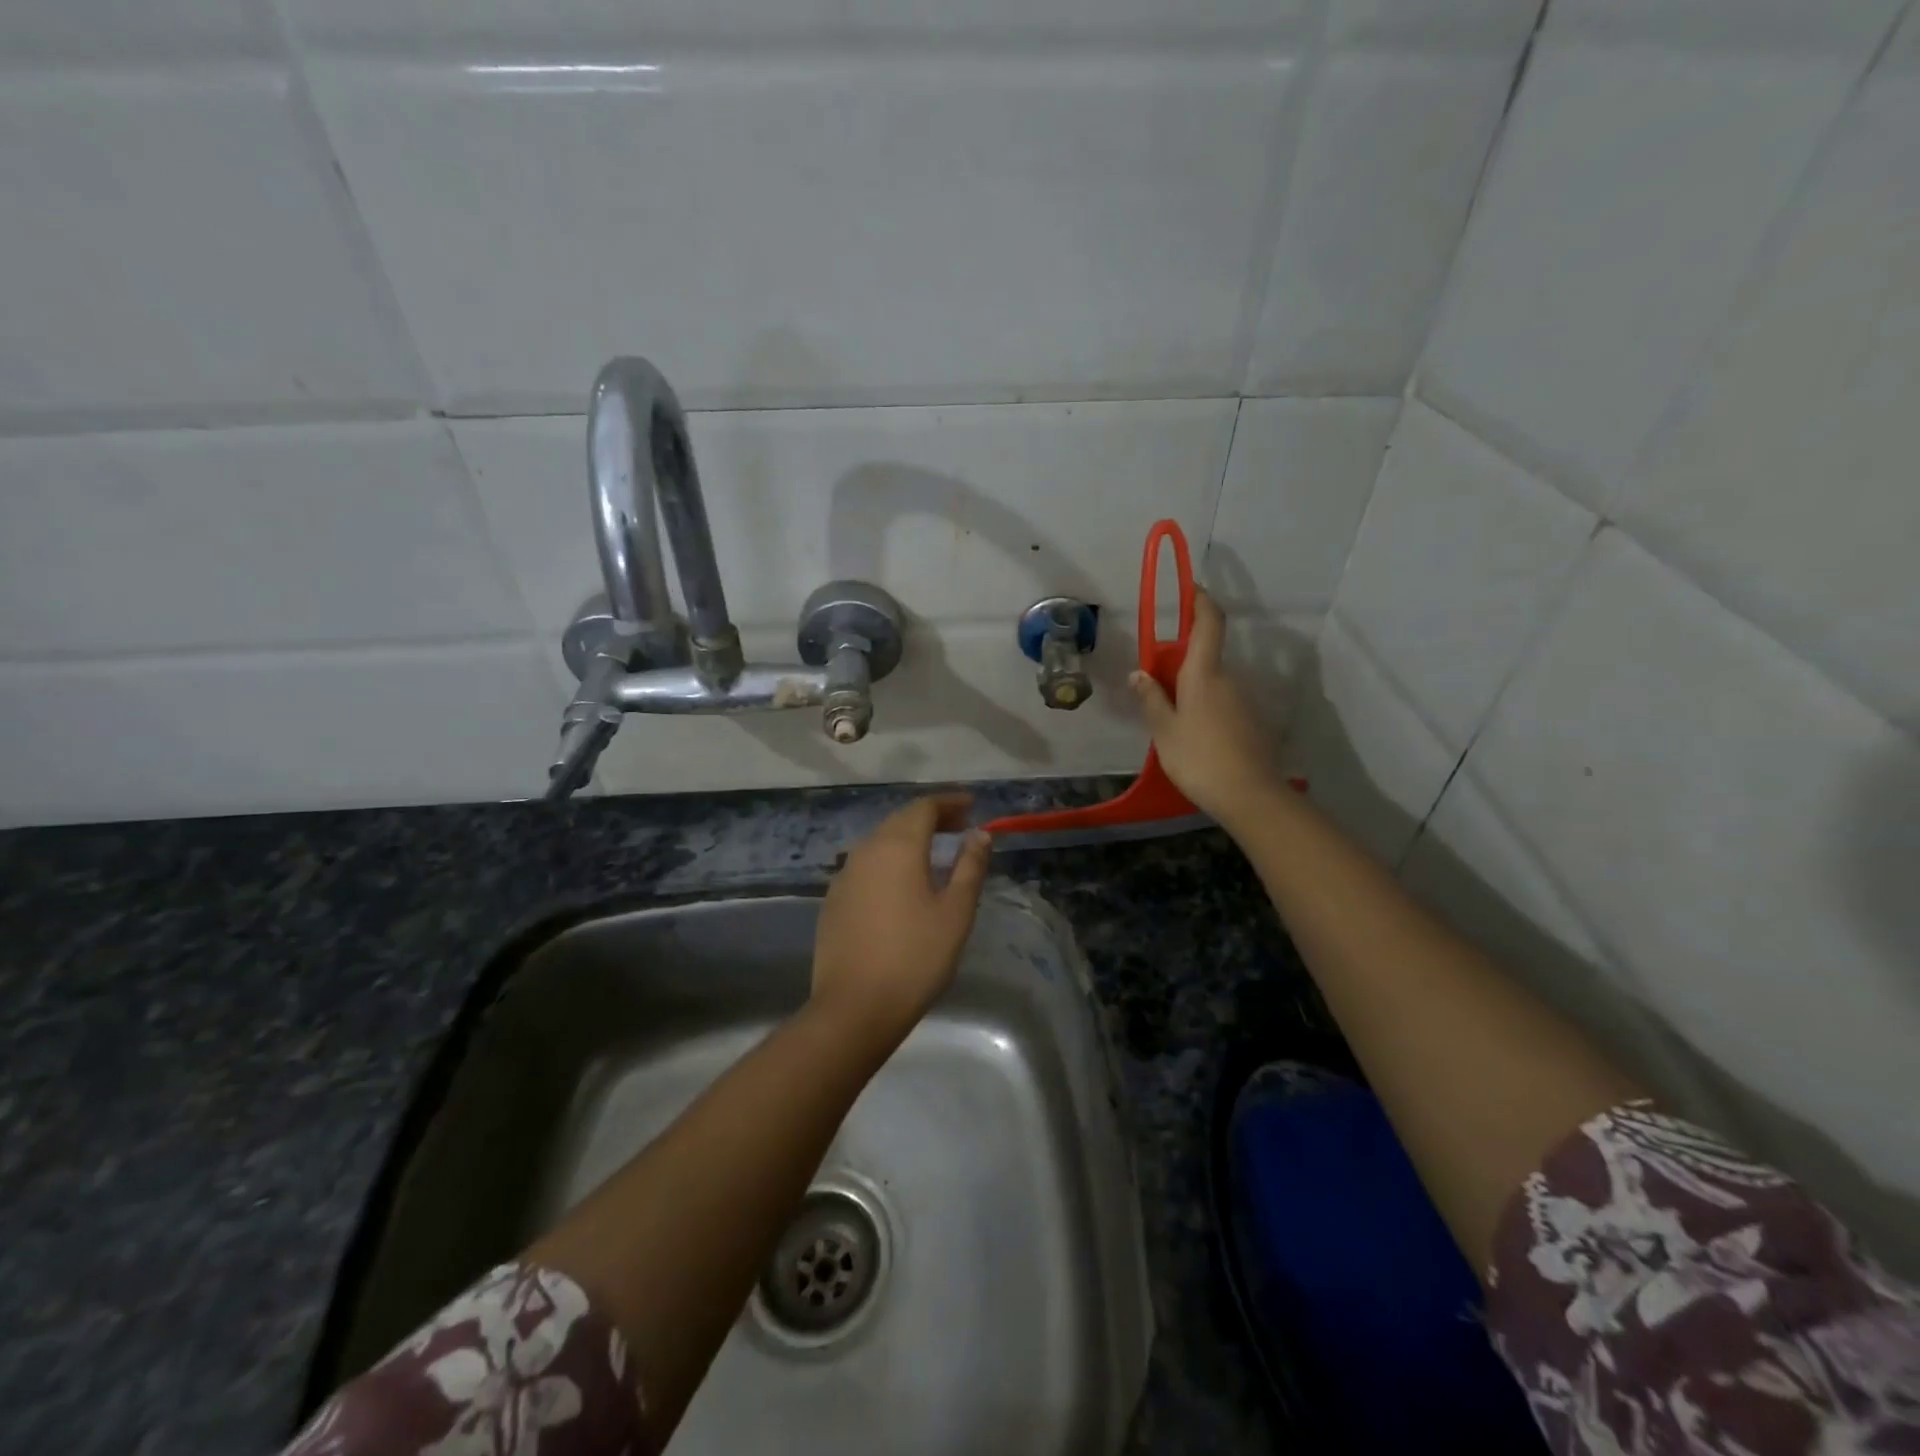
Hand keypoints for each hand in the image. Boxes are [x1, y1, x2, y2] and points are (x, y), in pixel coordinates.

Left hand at [811, 794, 992, 1048]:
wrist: (854, 1007)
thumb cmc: (915, 957)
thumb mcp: (955, 912)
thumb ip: (969, 867)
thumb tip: (980, 834)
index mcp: (898, 846)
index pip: (924, 807)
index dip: (949, 802)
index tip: (972, 806)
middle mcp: (866, 850)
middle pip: (900, 820)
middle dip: (931, 817)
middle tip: (959, 827)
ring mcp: (844, 875)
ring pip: (880, 842)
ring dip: (908, 839)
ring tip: (934, 853)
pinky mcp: (833, 900)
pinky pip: (866, 865)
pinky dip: (889, 861)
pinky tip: (901, 883)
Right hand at [1128, 589, 1282, 828]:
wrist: (1250, 795)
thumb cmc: (1199, 758)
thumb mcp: (1163, 730)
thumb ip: (1151, 699)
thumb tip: (1139, 674)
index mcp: (1204, 674)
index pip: (1208, 623)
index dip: (1200, 601)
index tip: (1189, 588)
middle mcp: (1229, 679)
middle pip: (1205, 658)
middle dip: (1181, 664)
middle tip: (1156, 689)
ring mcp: (1245, 701)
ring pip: (1214, 685)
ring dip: (1193, 692)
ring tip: (1172, 724)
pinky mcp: (1253, 722)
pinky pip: (1224, 705)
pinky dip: (1207, 710)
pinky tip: (1196, 740)